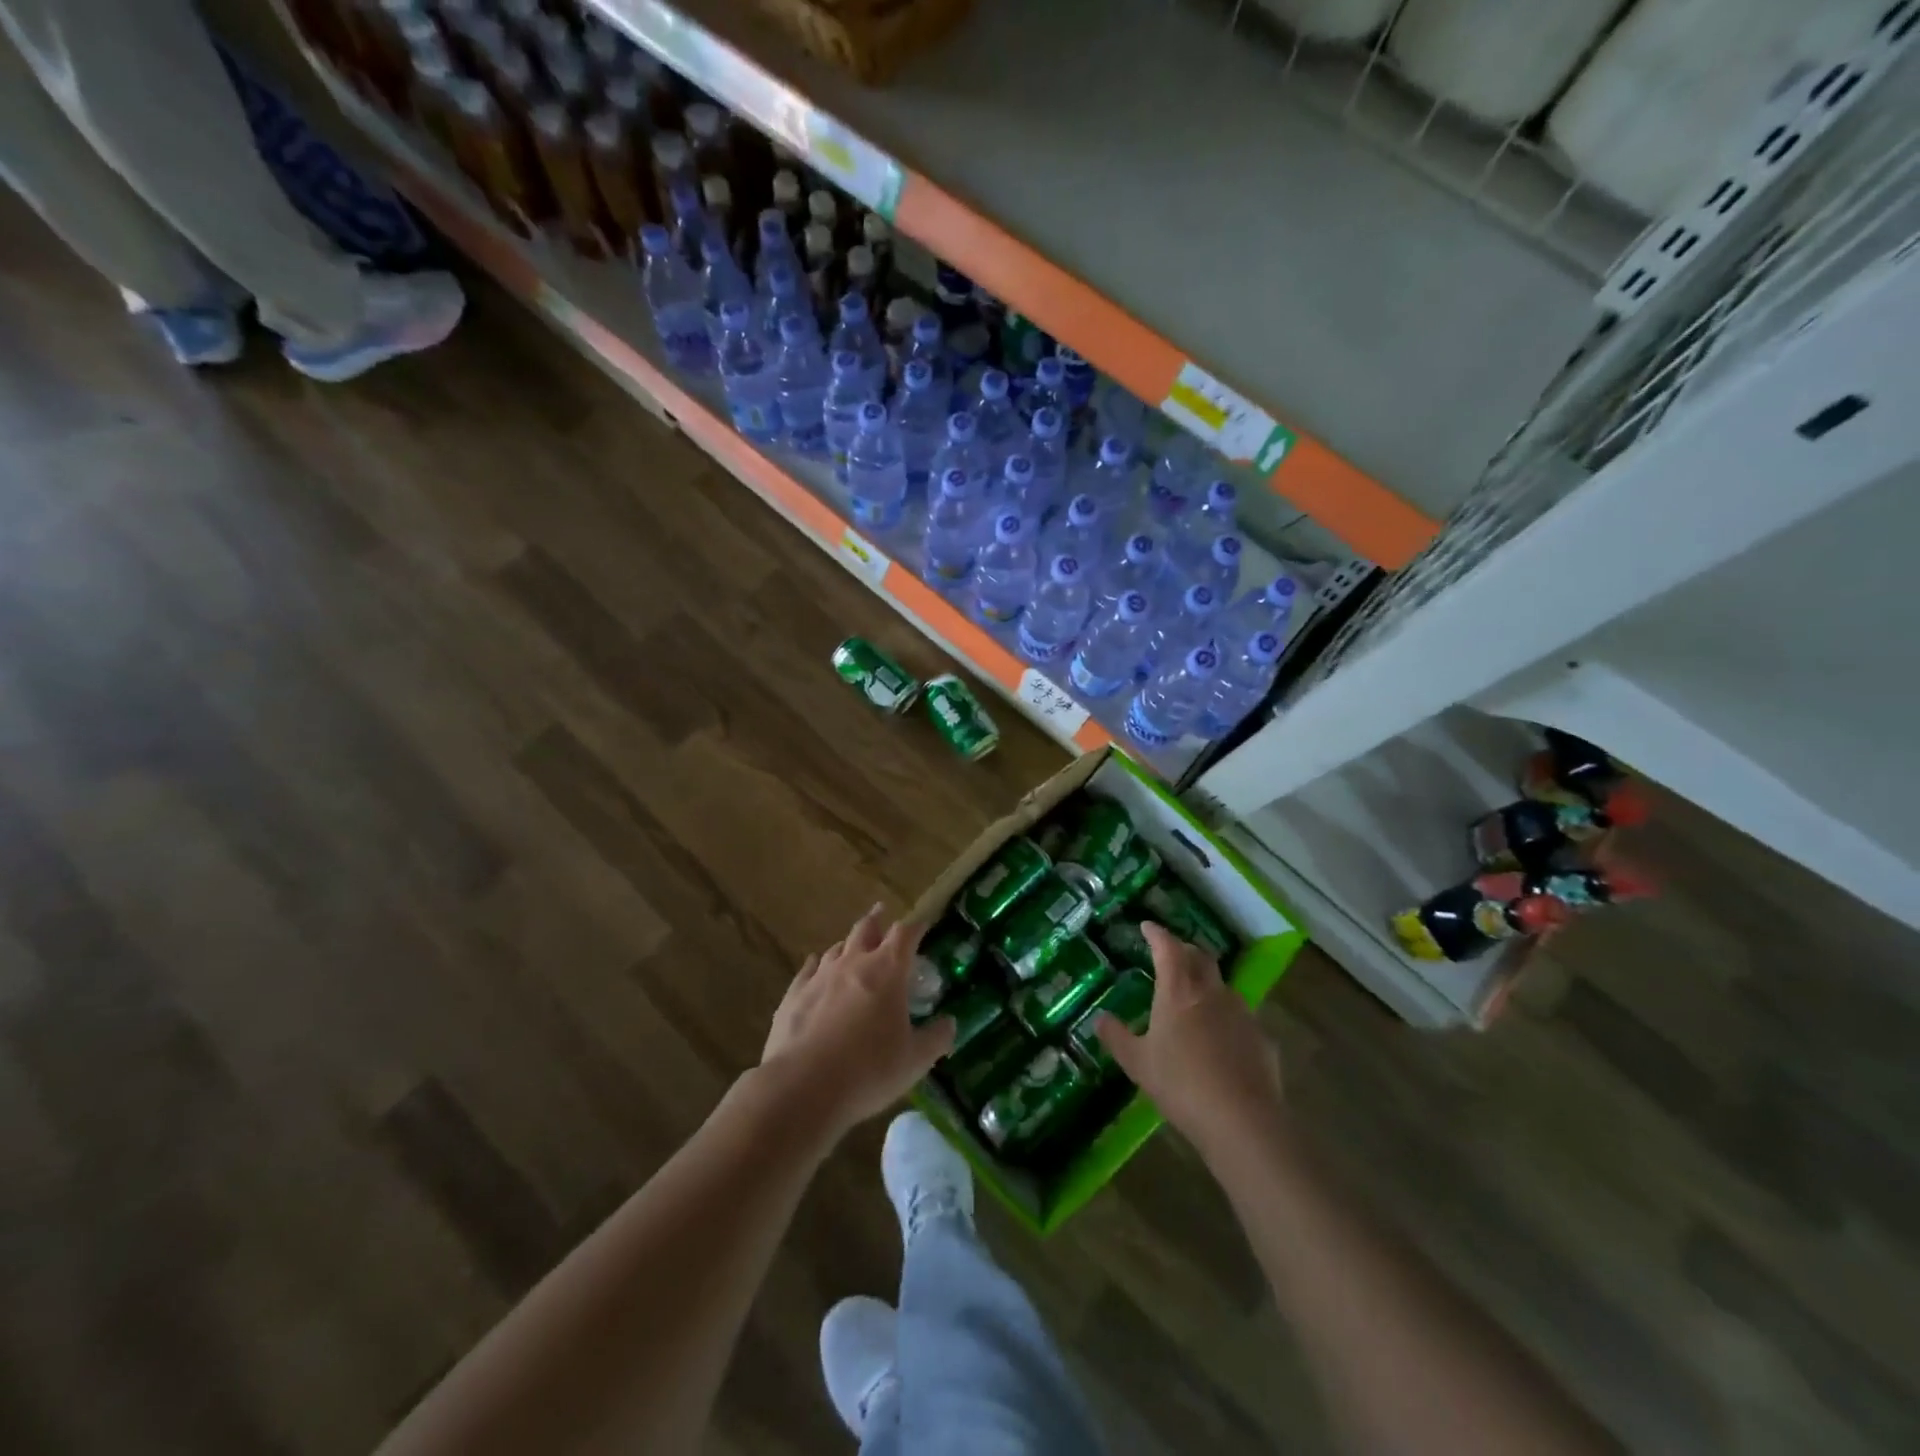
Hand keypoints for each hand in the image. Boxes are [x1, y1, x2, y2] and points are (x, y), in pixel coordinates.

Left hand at [759, 904, 956, 1139]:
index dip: (916, 927)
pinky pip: (808, 969)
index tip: (923, 924)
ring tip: (852, 946)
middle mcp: (853, 963)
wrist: (802, 1087)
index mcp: (887, 971)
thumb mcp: (914, 1061)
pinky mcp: (794, 995)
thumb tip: (950, 1024)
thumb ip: (936, 1038)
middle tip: (882, 913)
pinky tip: (815, 966)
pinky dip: (817, 964)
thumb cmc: (868, 1071)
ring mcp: (820, 976)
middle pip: (866, 929)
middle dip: (878, 920)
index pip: (905, 934)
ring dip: (848, 944)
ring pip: (837, 948)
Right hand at [1096, 922, 1283, 1156]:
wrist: (1242, 1121)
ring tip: (1193, 997)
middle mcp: (1212, 992)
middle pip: (1200, 957)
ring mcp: (1242, 1013)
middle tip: (1170, 955)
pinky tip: (1220, 1038)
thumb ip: (1116, 1037)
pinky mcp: (1262, 1038)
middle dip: (1184, 950)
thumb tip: (1099, 1018)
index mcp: (1179, 990)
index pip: (1168, 947)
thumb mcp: (1138, 1063)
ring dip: (1206, 982)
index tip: (1147, 927)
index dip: (1157, 934)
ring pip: (1222, 985)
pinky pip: (1239, 1016)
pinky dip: (1225, 1015)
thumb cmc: (1181, 1084)